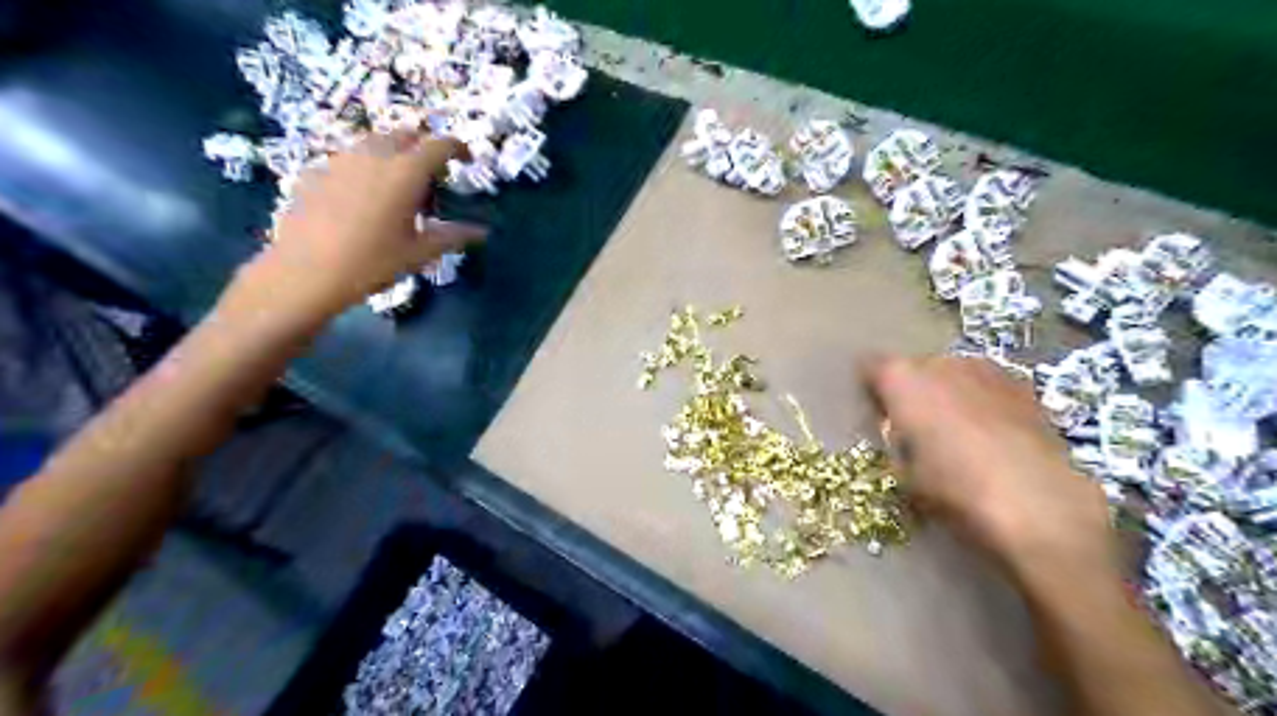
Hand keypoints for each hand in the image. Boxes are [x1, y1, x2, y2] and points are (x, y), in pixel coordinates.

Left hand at [252, 132, 487, 315]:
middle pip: (406, 135)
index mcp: (405, 172)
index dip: (457, 148)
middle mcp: (374, 155)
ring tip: (399, 186)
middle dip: (424, 148)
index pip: (439, 145)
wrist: (306, 272)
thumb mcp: (419, 252)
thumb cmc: (372, 262)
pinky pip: (350, 158)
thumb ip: (453, 236)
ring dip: (395, 154)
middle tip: (433, 176)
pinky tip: (365, 197)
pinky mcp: (317, 171)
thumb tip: (482, 231)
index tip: (466, 160)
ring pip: (375, 142)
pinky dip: (367, 167)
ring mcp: (341, 160)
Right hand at [869, 357, 1118, 586]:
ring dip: (949, 394)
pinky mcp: (1025, 386)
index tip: (877, 414)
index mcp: (903, 380)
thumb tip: (902, 431)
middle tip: (916, 427)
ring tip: (957, 432)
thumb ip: (897, 441)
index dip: (872, 390)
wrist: (1040, 507)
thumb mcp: (904, 473)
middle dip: (913, 391)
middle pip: (915, 368)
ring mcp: (987, 370)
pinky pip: (987, 388)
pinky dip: (982, 403)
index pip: (872, 367)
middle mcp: (942, 363)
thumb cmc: (955, 491)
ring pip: (954, 374)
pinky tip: (992, 436)